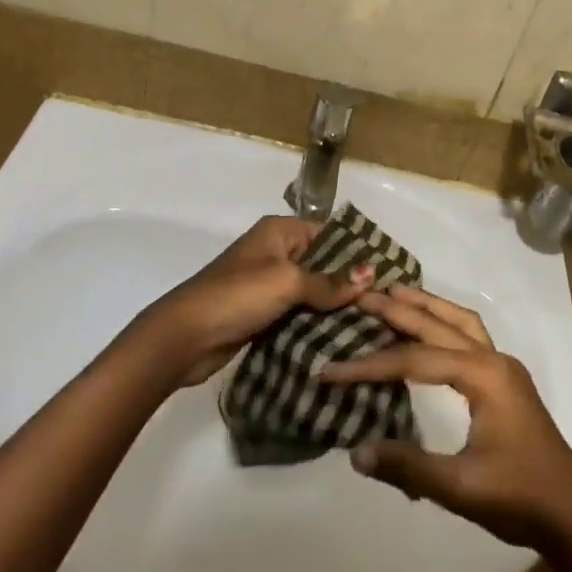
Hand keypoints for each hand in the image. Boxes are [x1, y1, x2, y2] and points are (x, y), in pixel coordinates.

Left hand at [143, 216, 372, 387]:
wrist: (184, 337)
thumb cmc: (237, 296)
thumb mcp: (287, 282)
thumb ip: (329, 282)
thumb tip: (371, 275)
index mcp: (279, 232)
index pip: (328, 234)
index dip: (356, 252)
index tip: (388, 273)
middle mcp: (275, 253)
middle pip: (322, 264)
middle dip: (349, 283)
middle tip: (386, 304)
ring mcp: (268, 285)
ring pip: (312, 292)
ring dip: (334, 307)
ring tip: (374, 324)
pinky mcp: (263, 314)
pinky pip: (298, 314)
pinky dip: (316, 324)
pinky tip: (344, 338)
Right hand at [324, 286, 571, 553]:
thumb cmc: (519, 498)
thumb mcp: (460, 487)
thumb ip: (408, 467)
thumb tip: (355, 452)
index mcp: (483, 376)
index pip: (414, 360)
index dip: (370, 365)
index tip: (330, 369)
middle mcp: (493, 360)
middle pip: (438, 325)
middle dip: (399, 310)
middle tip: (362, 295)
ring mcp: (503, 367)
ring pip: (459, 321)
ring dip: (427, 306)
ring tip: (395, 292)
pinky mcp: (506, 380)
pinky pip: (470, 335)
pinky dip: (445, 322)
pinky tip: (431, 328)